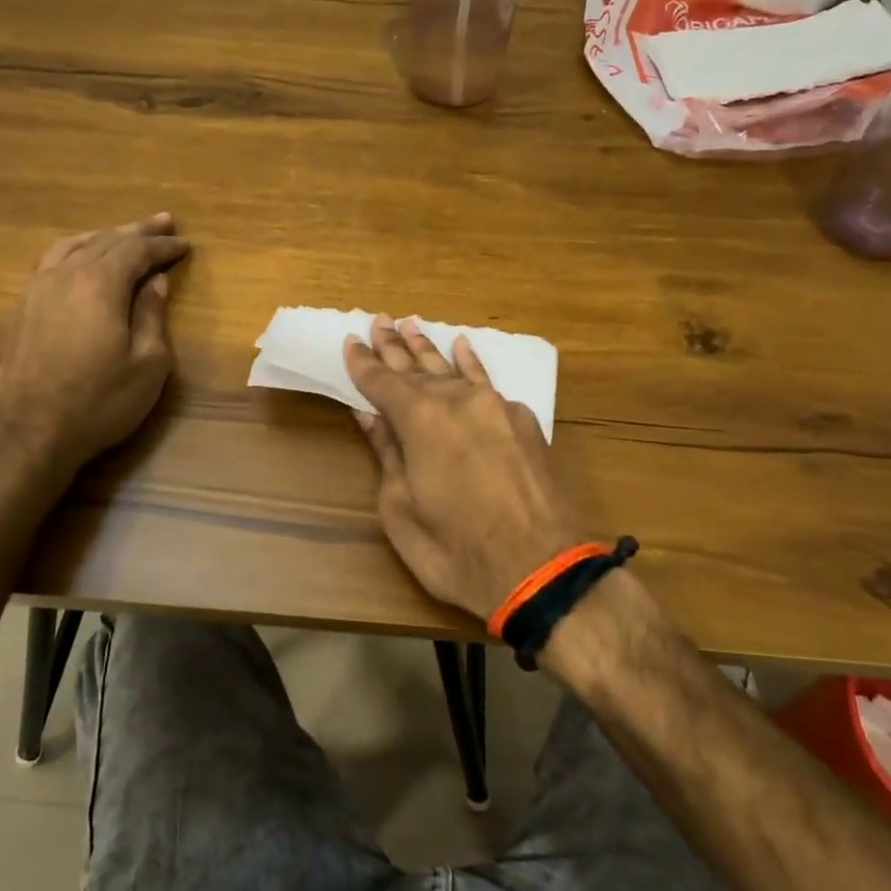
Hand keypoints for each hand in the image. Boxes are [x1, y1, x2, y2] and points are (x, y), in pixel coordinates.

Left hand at [0, 214, 190, 469]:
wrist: (31, 431)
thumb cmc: (100, 401)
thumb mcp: (147, 364)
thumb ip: (152, 316)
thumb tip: (156, 282)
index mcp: (100, 284)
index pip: (136, 251)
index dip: (162, 246)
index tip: (184, 244)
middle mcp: (66, 274)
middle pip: (105, 240)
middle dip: (137, 232)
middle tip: (163, 222)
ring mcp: (38, 288)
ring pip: (74, 245)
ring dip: (105, 236)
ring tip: (125, 234)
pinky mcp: (23, 306)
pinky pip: (53, 260)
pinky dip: (76, 249)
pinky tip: (82, 258)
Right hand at [343, 316, 584, 620]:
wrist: (541, 569)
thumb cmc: (456, 550)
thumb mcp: (402, 510)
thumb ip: (388, 454)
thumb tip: (371, 416)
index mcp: (422, 420)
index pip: (383, 382)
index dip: (363, 364)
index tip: (350, 342)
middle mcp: (459, 401)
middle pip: (418, 368)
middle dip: (394, 347)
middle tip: (378, 321)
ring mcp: (496, 408)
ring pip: (454, 369)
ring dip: (430, 349)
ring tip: (412, 325)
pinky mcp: (524, 423)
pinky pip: (488, 383)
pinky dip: (472, 365)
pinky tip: (464, 349)